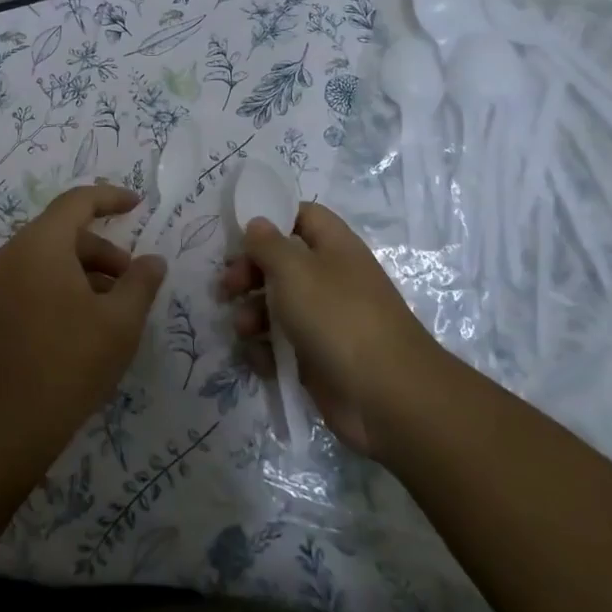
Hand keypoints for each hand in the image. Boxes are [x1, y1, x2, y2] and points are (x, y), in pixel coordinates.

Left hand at [0, 183, 166, 459]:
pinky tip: (85, 326)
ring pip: (49, 260)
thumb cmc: (67, 362)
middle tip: (133, 283)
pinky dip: (64, 288)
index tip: (138, 204)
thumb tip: (153, 260)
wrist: (0, 425)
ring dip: (86, 273)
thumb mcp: (119, 322)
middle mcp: (12, 254)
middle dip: (104, 250)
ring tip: (113, 311)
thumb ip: (141, 283)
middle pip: (64, 233)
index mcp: (40, 243)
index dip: (111, 198)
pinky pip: (34, 281)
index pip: (78, 202)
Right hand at [219, 201, 439, 455]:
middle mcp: (330, 278)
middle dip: (249, 273)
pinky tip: (260, 359)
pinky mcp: (317, 357)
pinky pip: (282, 344)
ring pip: (277, 305)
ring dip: (252, 314)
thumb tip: (257, 223)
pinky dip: (266, 350)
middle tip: (227, 287)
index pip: (302, 216)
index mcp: (334, 247)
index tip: (238, 234)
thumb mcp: (294, 270)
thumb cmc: (338, 317)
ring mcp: (325, 320)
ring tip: (242, 329)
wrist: (385, 395)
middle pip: (281, 263)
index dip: (272, 218)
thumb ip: (268, 244)